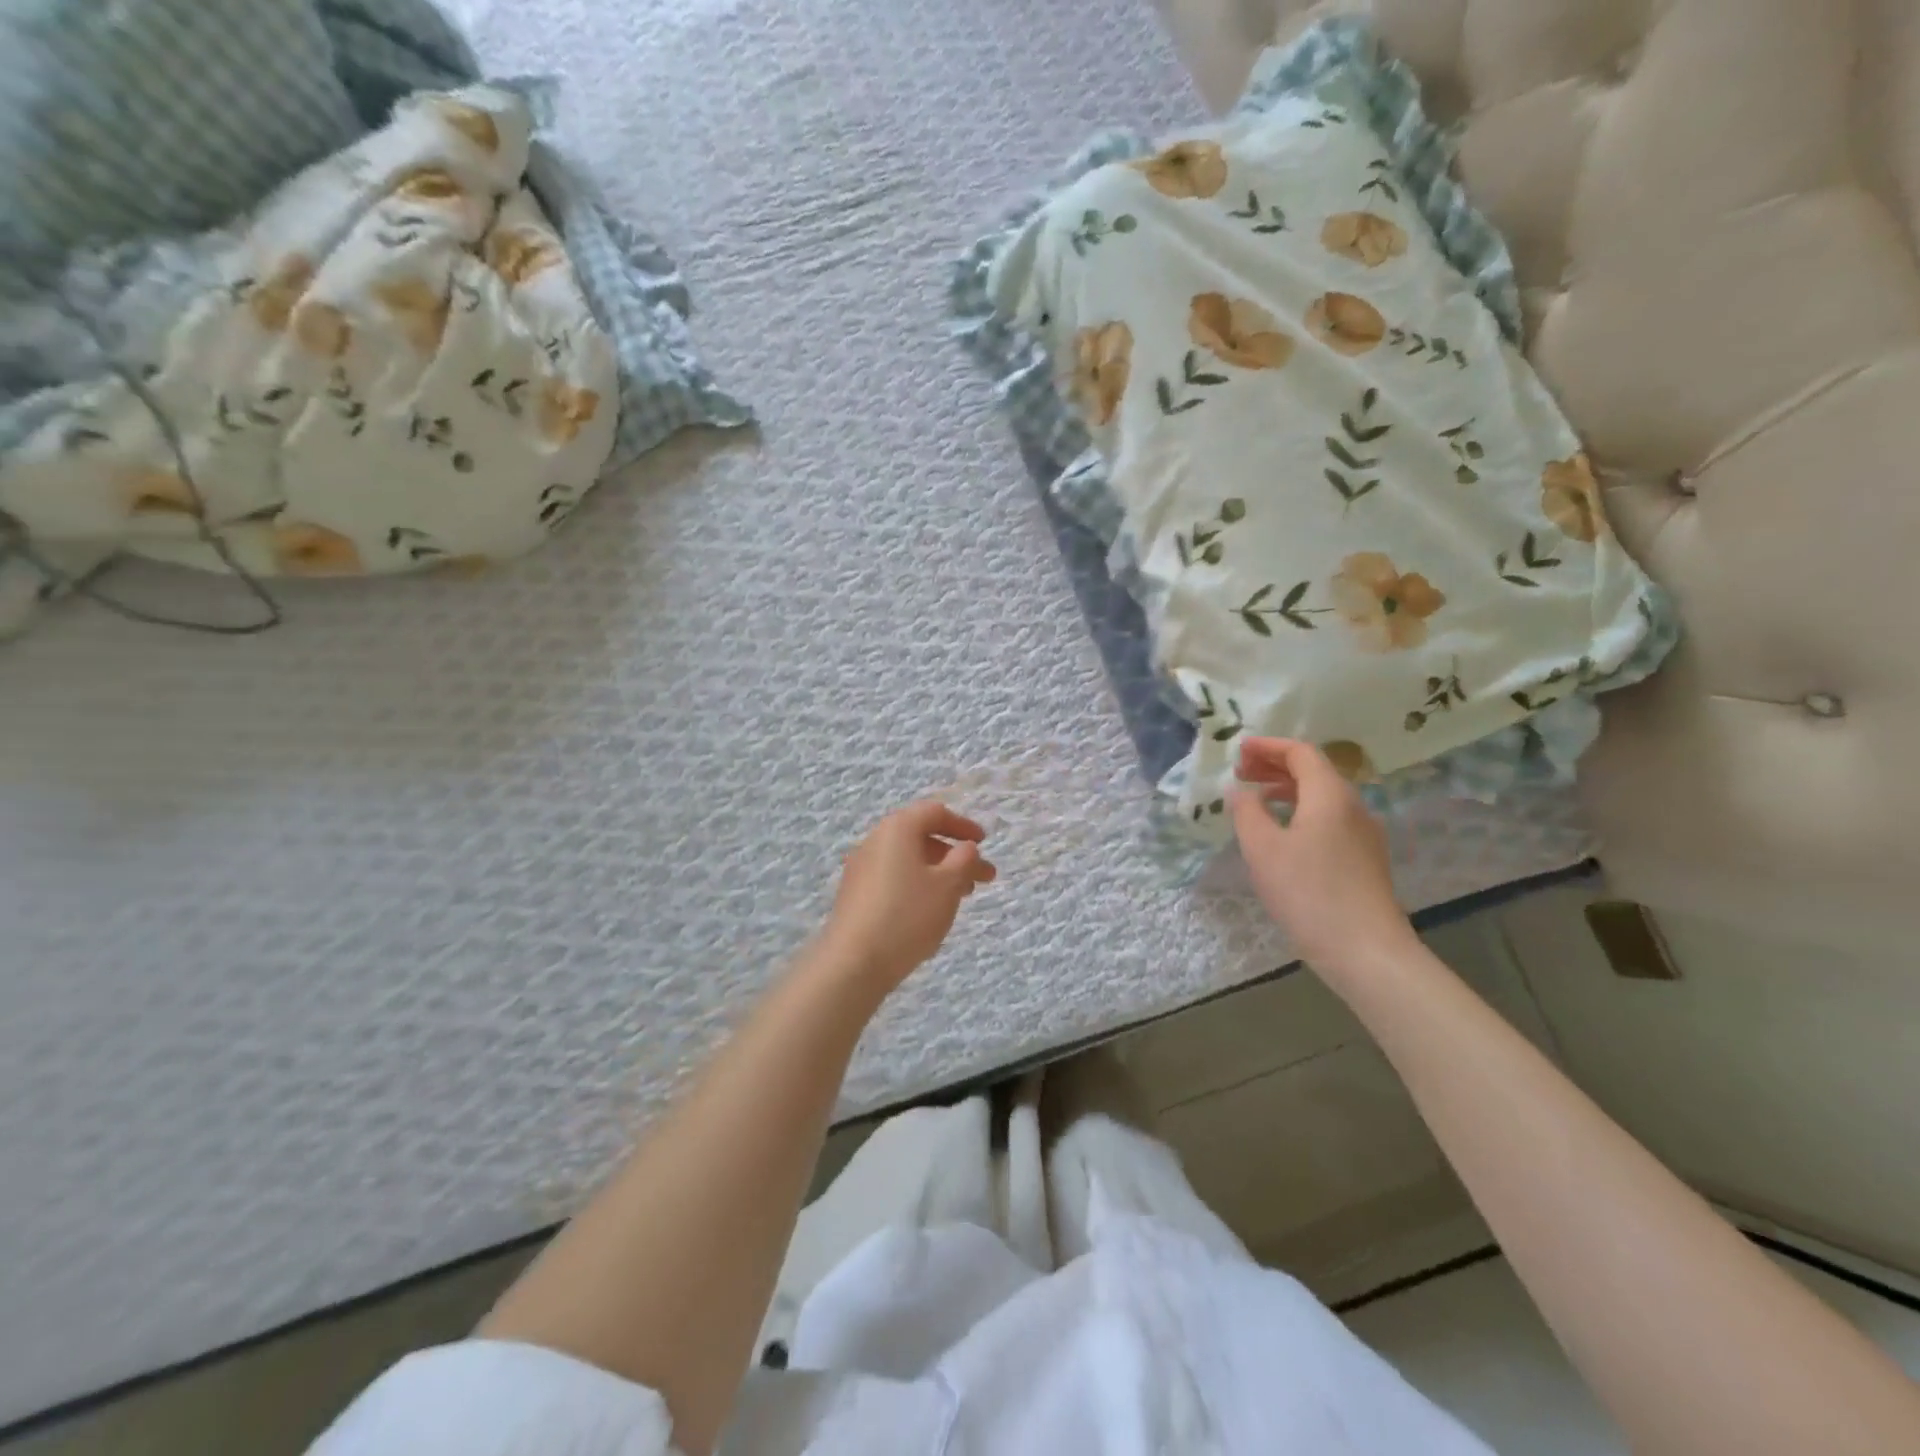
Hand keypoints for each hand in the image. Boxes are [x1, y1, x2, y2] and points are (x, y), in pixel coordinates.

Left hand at [817, 800, 996, 996]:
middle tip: (982, 878)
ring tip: (962, 896)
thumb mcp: (947, 885)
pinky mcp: (855, 893)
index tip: (984, 843)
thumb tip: (965, 846)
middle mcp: (875, 840)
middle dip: (955, 855)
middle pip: (921, 837)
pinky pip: (894, 877)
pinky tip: (931, 909)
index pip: (934, 812)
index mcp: (897, 828)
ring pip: (908, 860)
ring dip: (939, 871)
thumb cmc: (908, 915)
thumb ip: (964, 859)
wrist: (854, 961)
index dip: (963, 825)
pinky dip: (918, 884)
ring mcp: (861, 867)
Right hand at [1230, 738, 1413, 976]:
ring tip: (1256, 801)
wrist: (1366, 951)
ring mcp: (1364, 835)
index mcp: (1330, 795)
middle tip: (1241, 773)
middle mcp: (1353, 806)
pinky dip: (1301, 812)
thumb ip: (1247, 812)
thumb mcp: (1263, 849)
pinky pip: (1329, 819)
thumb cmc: (1308, 893)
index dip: (1268, 747)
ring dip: (1287, 790)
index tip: (1238, 750)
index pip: (1301, 753)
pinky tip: (1282, 835)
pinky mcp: (1365, 860)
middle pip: (1314, 772)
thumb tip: (1241, 791)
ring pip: (1323, 797)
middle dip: (1275, 766)